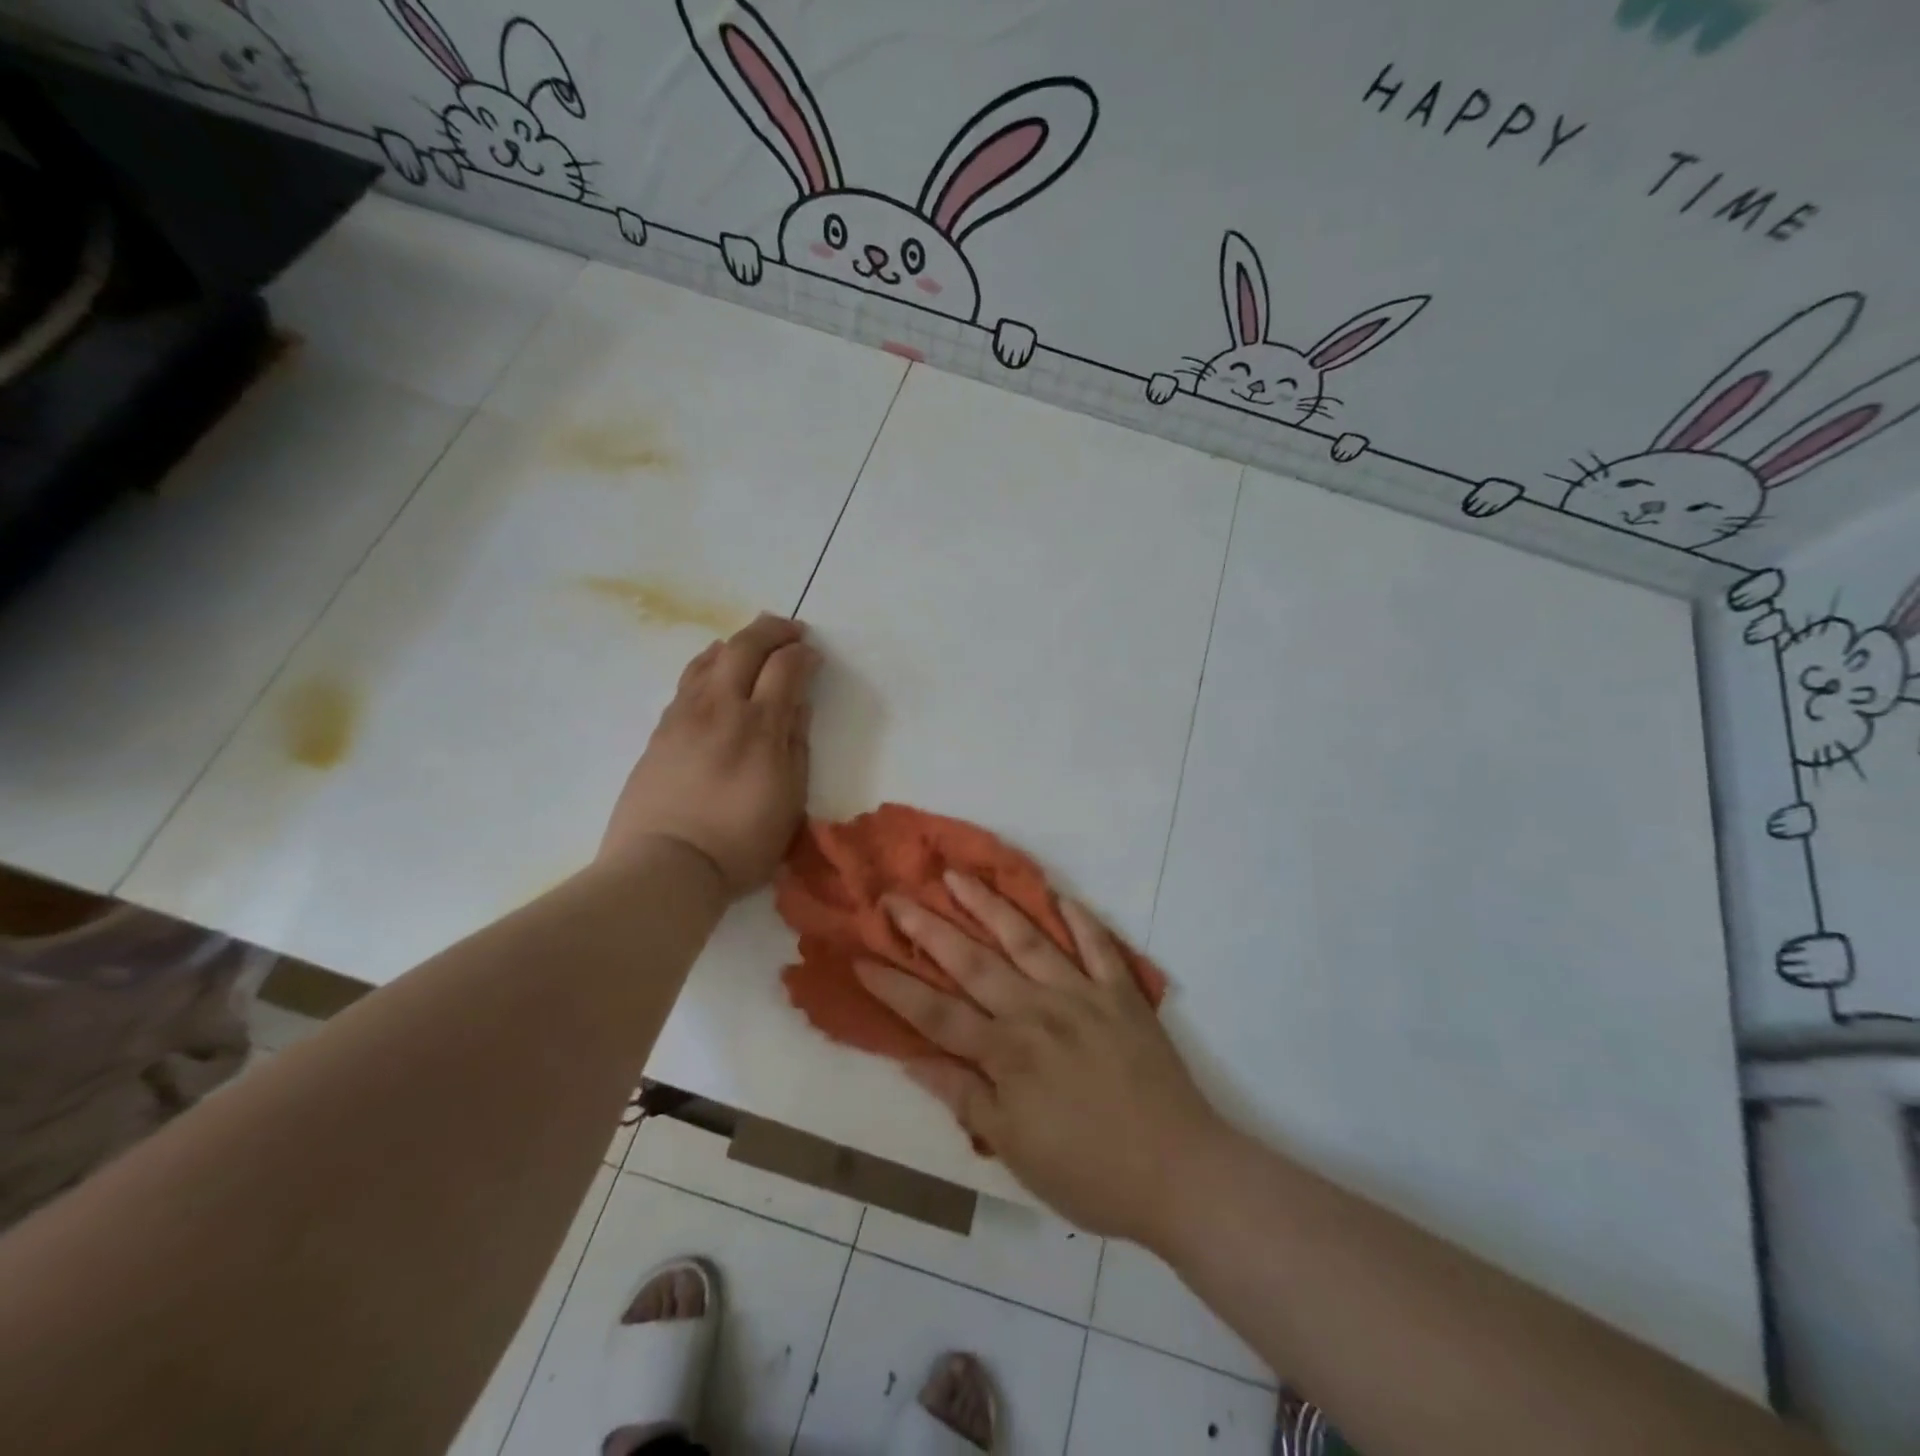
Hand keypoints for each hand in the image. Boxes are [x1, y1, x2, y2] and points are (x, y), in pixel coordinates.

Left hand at [601, 614, 818, 895]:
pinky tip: (714, 670)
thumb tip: (799, 705)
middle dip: (772, 630)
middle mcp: (720, 707)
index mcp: (760, 726)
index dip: (803, 654)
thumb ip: (796, 746)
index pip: (785, 667)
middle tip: (791, 630)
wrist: (665, 866)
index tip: (814, 655)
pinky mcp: (660, 730)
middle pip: (745, 647)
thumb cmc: (740, 843)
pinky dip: (708, 663)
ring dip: (737, 642)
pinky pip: (688, 680)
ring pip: (710, 658)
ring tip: (752, 644)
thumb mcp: (789, 800)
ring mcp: (684, 715)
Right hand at [855, 874, 1222, 1246]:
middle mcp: (1037, 1011)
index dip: (895, 986)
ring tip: (957, 875)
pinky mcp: (1121, 993)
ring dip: (989, 905)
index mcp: (1007, 1053)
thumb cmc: (1089, 1172)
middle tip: (895, 897)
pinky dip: (1079, 919)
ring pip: (1027, 939)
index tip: (860, 957)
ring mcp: (1082, 995)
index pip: (936, 1013)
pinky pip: (1098, 946)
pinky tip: (1058, 895)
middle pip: (972, 962)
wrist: (1179, 1173)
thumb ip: (965, 1097)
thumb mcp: (1014, 1149)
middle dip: (928, 928)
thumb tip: (912, 1059)